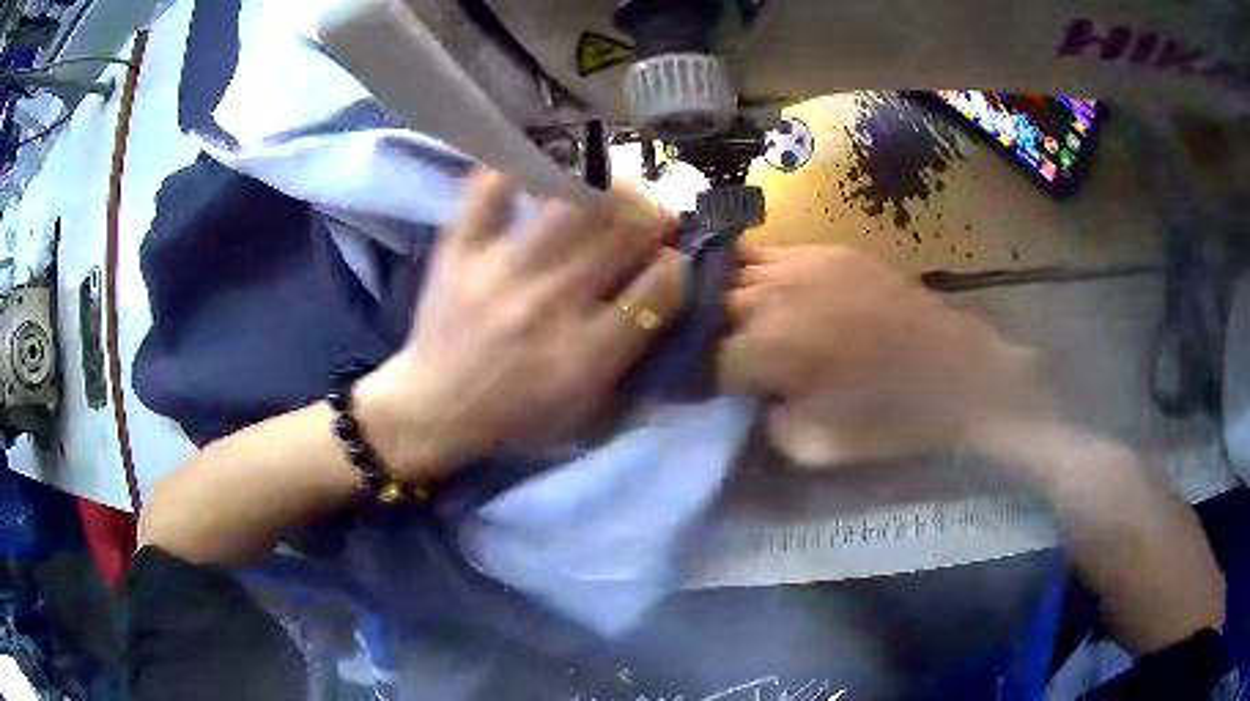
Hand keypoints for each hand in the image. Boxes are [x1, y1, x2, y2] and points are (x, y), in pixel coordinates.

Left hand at [357, 170, 681, 479]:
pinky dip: (520, 166)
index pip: (663, 284)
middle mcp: (550, 304)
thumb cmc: (517, 414)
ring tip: (611, 191)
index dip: (682, 262)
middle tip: (651, 218)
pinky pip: (491, 188)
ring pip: (573, 200)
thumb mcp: (588, 409)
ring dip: (607, 187)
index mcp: (587, 353)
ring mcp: (501, 268)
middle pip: (625, 230)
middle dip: (655, 216)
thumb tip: (672, 290)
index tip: (675, 257)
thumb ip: (636, 355)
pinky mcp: (460, 248)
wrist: (434, 408)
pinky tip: (544, 167)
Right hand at [718, 246, 1045, 465]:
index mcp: (765, 350)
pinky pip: (771, 252)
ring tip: (713, 311)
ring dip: (716, 294)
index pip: (698, 359)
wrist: (953, 371)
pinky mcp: (828, 250)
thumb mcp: (812, 446)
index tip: (688, 388)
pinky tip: (758, 287)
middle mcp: (771, 296)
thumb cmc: (886, 416)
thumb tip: (749, 394)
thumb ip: (763, 418)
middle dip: (692, 329)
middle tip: (696, 347)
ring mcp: (800, 264)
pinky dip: (752, 271)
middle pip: (705, 305)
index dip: (687, 377)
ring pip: (730, 268)